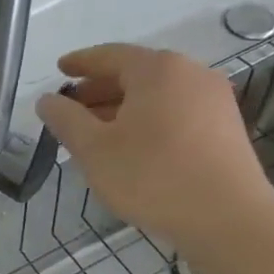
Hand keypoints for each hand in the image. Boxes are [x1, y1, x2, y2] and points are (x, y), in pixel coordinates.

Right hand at [34, 43, 273, 256]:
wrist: (227, 217)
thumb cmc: (151, 176)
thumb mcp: (93, 149)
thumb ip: (65, 119)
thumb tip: (47, 100)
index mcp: (157, 70)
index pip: (109, 55)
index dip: (80, 62)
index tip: (59, 69)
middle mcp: (190, 74)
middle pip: (135, 73)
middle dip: (99, 89)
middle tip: (70, 108)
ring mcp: (213, 100)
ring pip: (156, 95)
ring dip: (122, 107)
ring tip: (95, 131)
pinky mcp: (225, 127)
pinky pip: (175, 111)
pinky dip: (147, 119)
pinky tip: (130, 146)